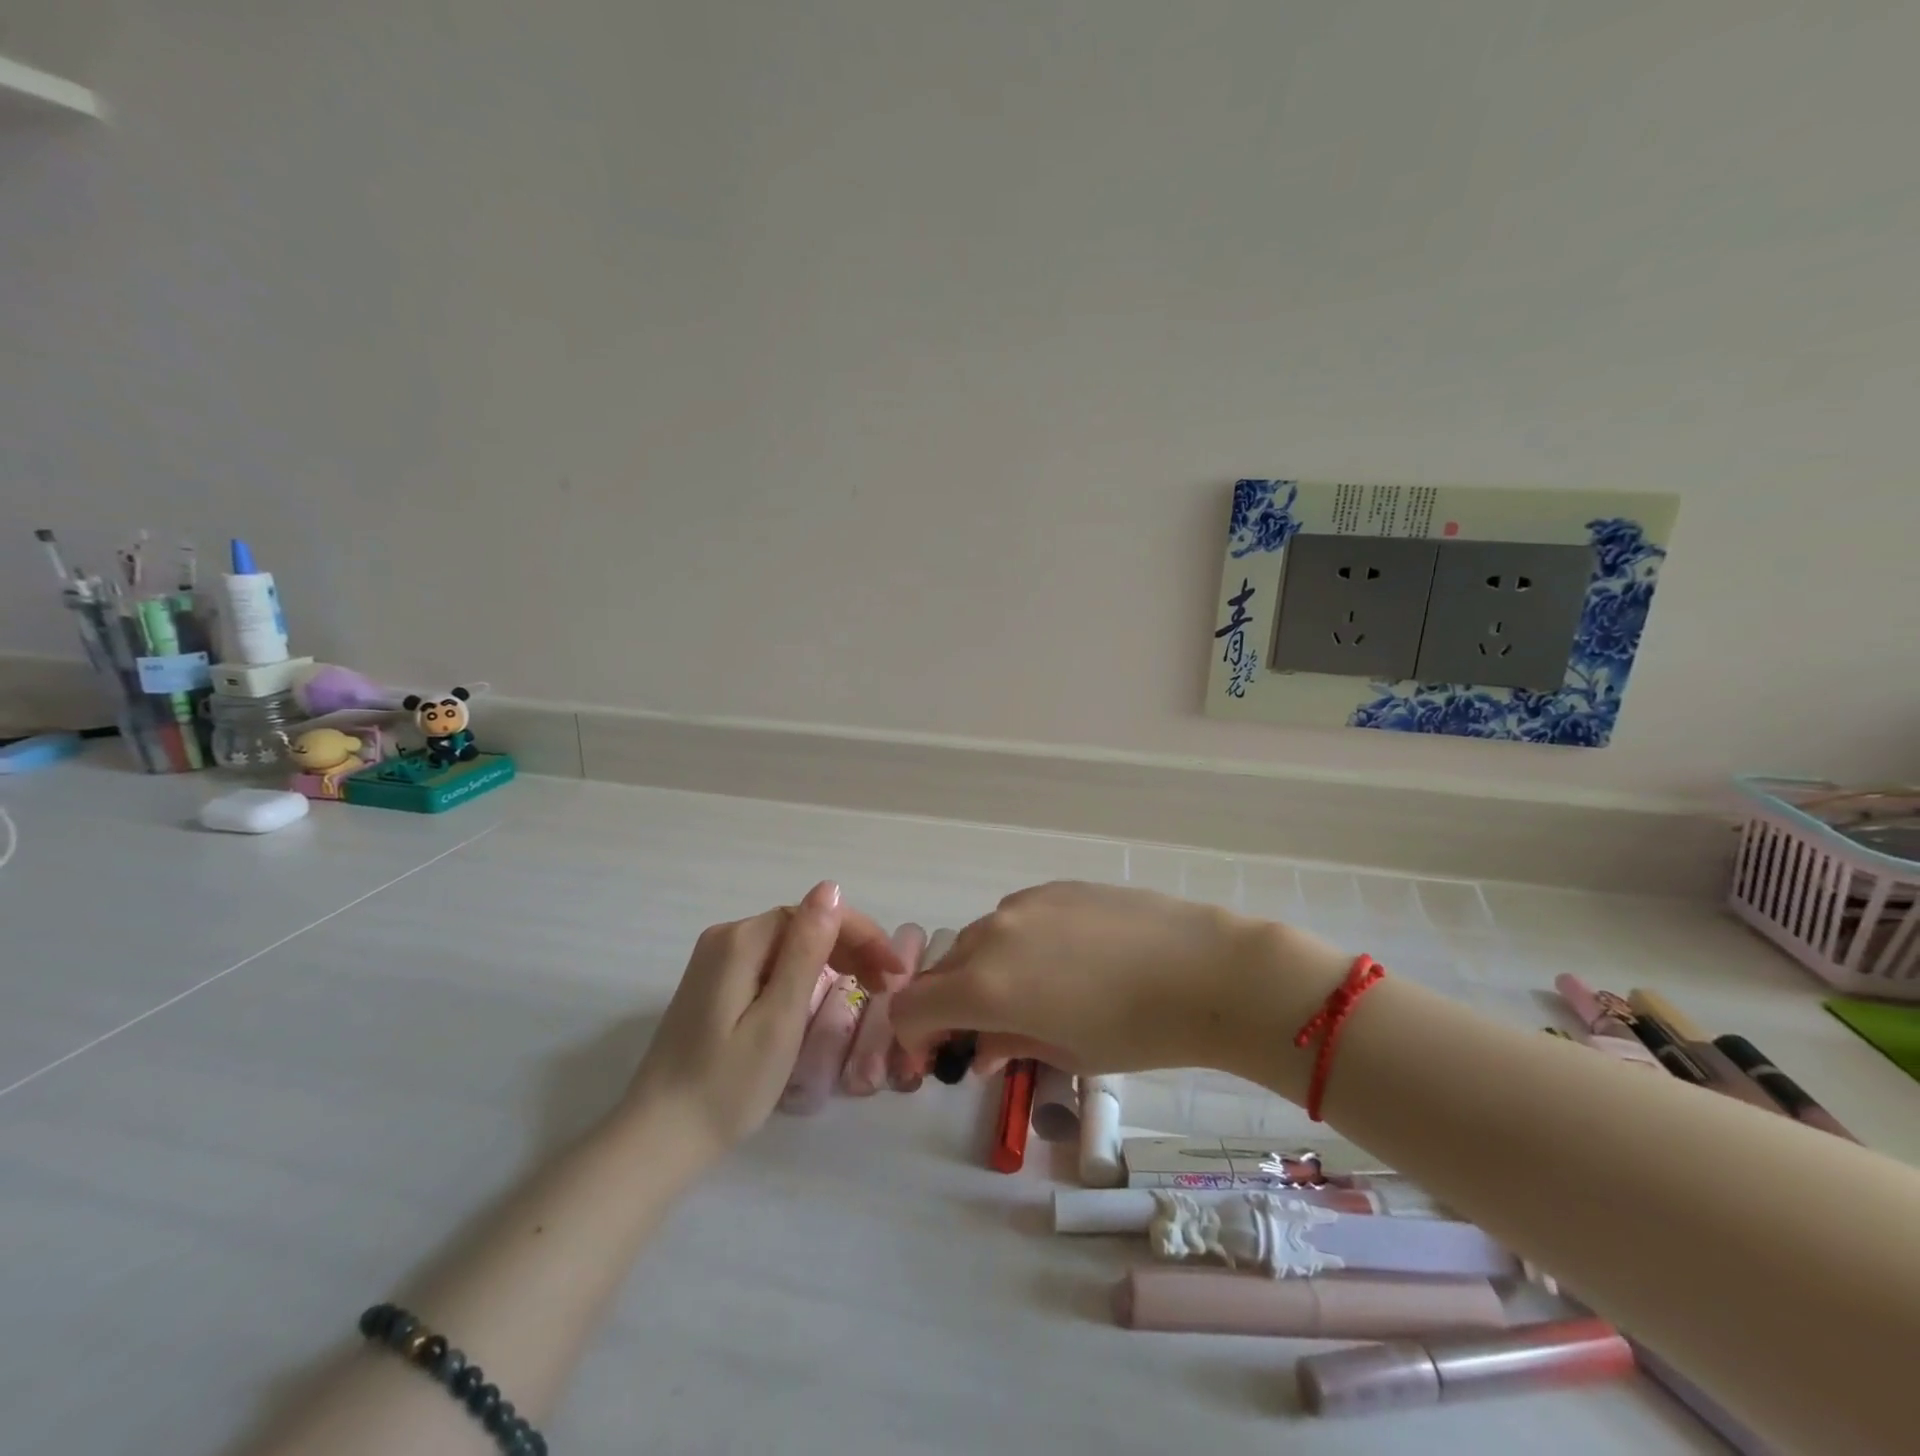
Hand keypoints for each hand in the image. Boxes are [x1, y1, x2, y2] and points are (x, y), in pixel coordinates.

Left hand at [623, 882, 903, 1160]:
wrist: (658, 1140)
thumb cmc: (727, 1086)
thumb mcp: (778, 1018)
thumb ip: (805, 951)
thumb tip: (830, 888)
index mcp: (741, 940)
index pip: (815, 913)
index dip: (861, 934)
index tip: (895, 970)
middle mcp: (725, 938)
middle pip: (801, 925)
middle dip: (851, 946)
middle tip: (888, 985)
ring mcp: (716, 962)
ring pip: (789, 944)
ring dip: (833, 958)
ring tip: (868, 989)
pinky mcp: (714, 985)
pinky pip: (771, 963)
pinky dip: (805, 973)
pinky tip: (824, 994)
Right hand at [888, 881, 1330, 1077]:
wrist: (1203, 969)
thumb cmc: (1136, 1030)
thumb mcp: (1067, 1053)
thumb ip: (1008, 1046)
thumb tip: (979, 1050)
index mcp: (986, 986)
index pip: (912, 1007)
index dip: (914, 1037)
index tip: (939, 1055)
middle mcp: (992, 936)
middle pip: (942, 971)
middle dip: (949, 1006)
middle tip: (981, 1033)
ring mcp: (1023, 905)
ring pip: (979, 941)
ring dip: (982, 972)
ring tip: (1029, 996)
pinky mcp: (1053, 888)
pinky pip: (1015, 920)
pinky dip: (1016, 945)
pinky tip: (1061, 962)